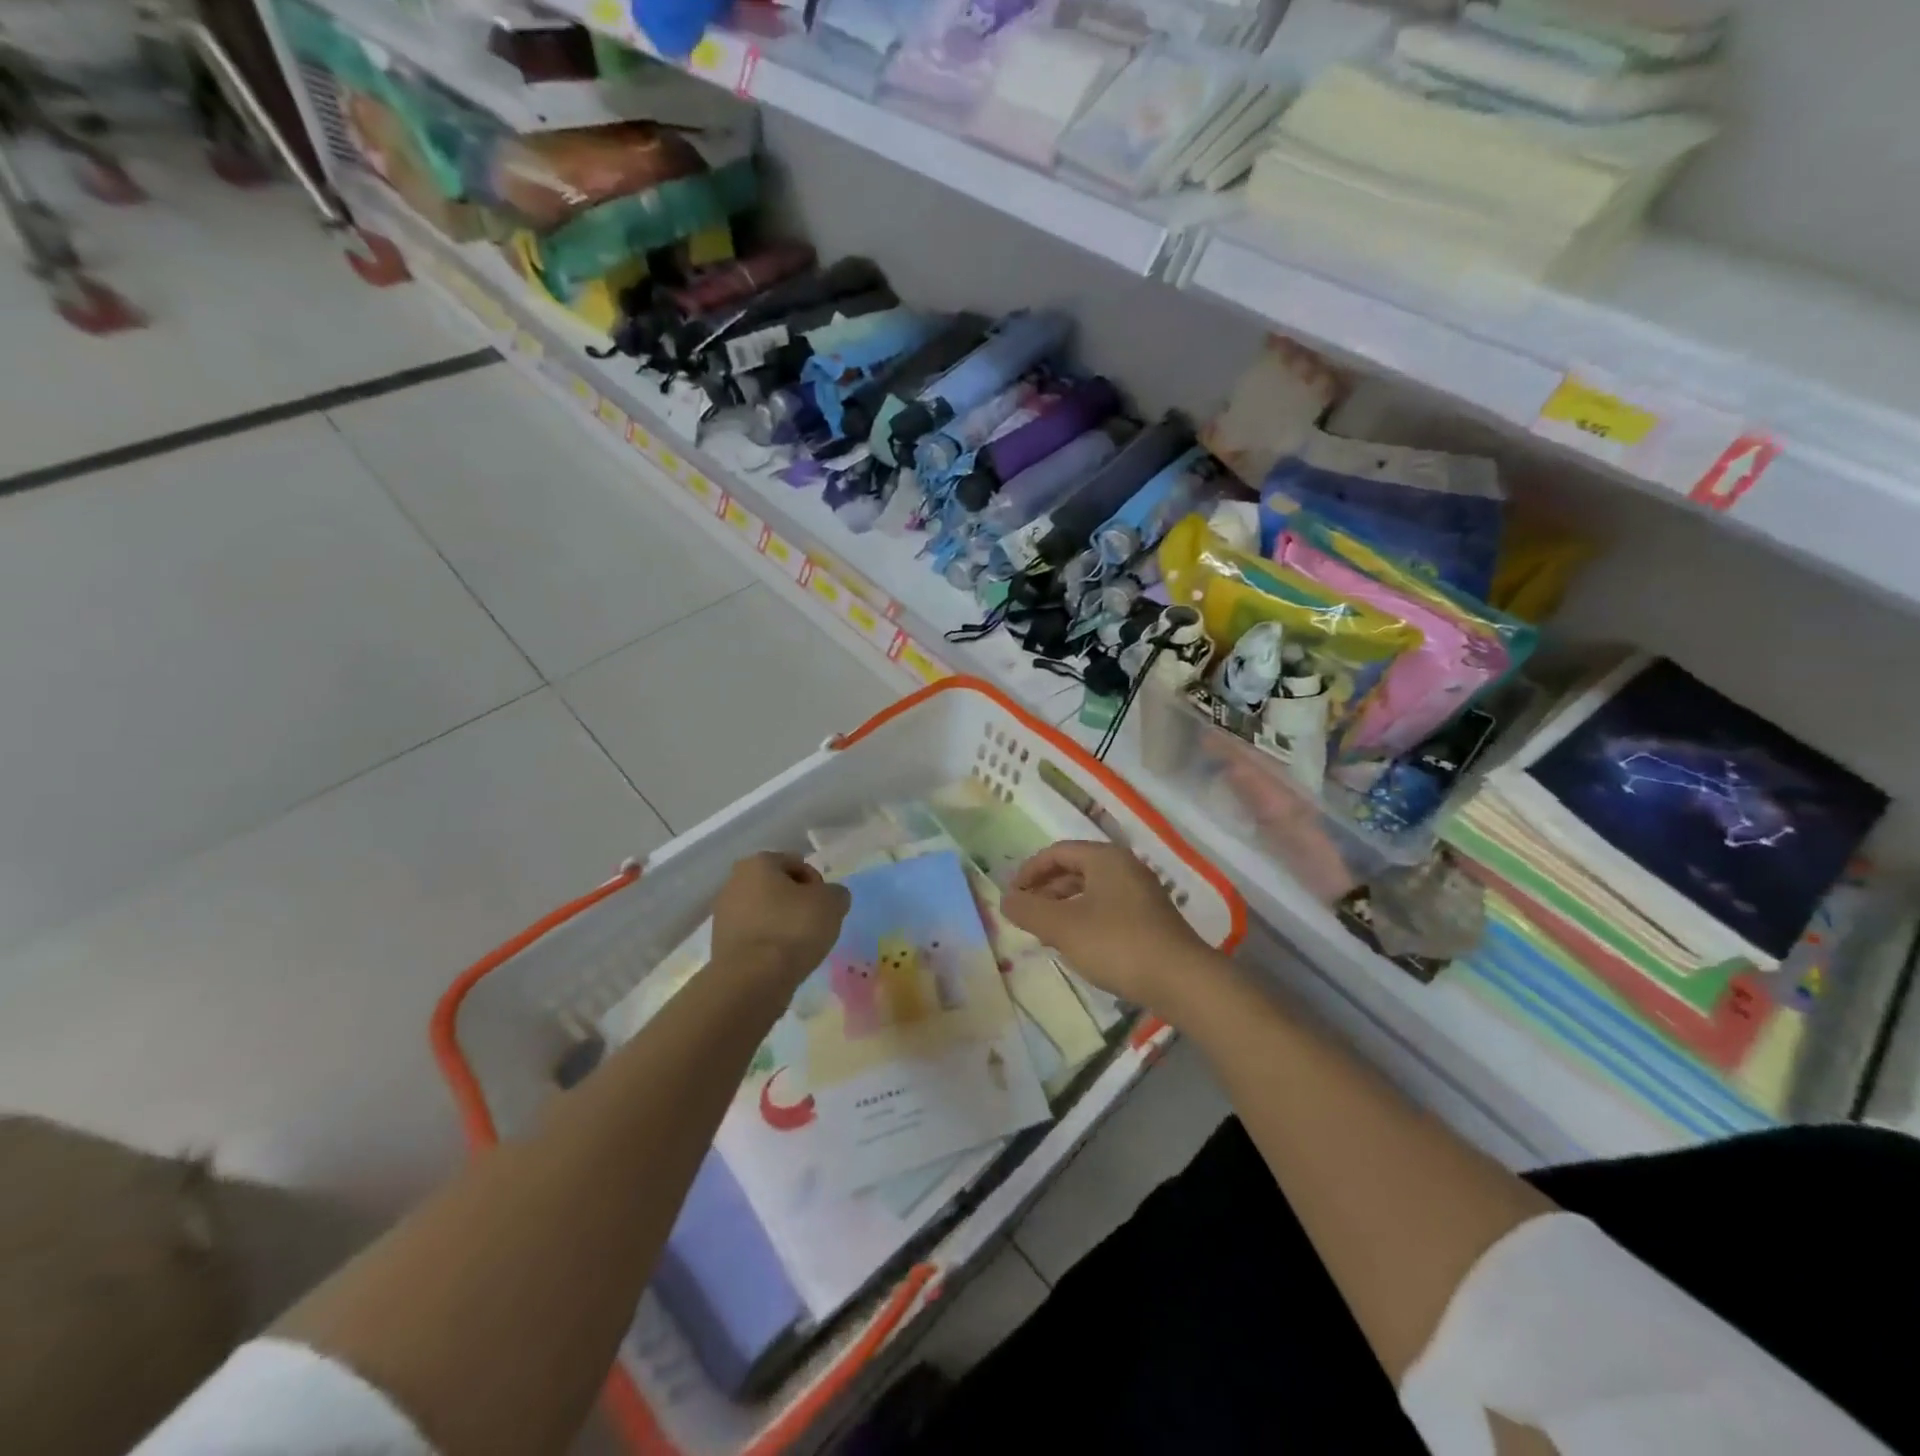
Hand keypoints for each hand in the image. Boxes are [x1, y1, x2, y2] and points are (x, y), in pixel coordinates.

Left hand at [711, 853, 850, 988]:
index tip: (824, 906)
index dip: (816, 883)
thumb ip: (836, 893)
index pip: (796, 863)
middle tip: (815, 924)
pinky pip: (754, 936)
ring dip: (782, 924)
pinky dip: (769, 944)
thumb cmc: (793, 929)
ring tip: (800, 946)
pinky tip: (782, 960)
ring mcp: (723, 915)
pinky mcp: (720, 945)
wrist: (752, 980)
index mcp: (757, 863)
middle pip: (777, 887)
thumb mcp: (832, 903)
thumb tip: (831, 897)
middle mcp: (734, 882)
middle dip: (796, 902)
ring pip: (764, 912)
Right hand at [1002, 841, 1211, 1007]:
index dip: (1029, 871)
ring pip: (1091, 891)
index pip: (1057, 852)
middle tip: (1026, 916)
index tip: (1012, 896)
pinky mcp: (1150, 919)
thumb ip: (1029, 911)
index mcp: (1105, 858)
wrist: (1181, 980)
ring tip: (1046, 933)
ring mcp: (1141, 894)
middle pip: (1075, 870)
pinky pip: (1107, 909)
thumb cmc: (1117, 944)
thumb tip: (1005, 899)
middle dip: (1045, 891)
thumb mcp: (1063, 927)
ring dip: (1064, 907)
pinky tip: (1077, 945)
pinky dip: (1084, 920)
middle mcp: (1125, 867)